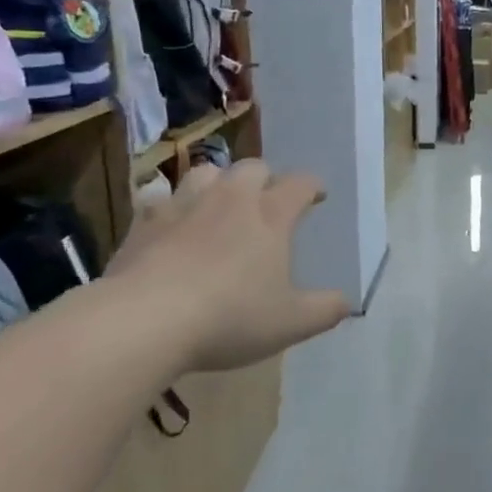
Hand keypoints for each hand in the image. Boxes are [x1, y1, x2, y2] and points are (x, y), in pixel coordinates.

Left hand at [107, 159, 349, 372]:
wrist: (145, 320)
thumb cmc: (230, 318)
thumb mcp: (291, 323)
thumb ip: (325, 310)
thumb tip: (346, 302)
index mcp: (270, 216)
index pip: (300, 185)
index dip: (312, 187)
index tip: (317, 196)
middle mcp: (230, 199)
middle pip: (253, 168)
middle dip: (265, 179)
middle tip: (268, 202)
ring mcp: (183, 205)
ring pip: (206, 172)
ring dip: (219, 183)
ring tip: (220, 203)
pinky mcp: (144, 220)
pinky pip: (160, 198)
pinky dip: (171, 206)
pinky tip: (171, 224)